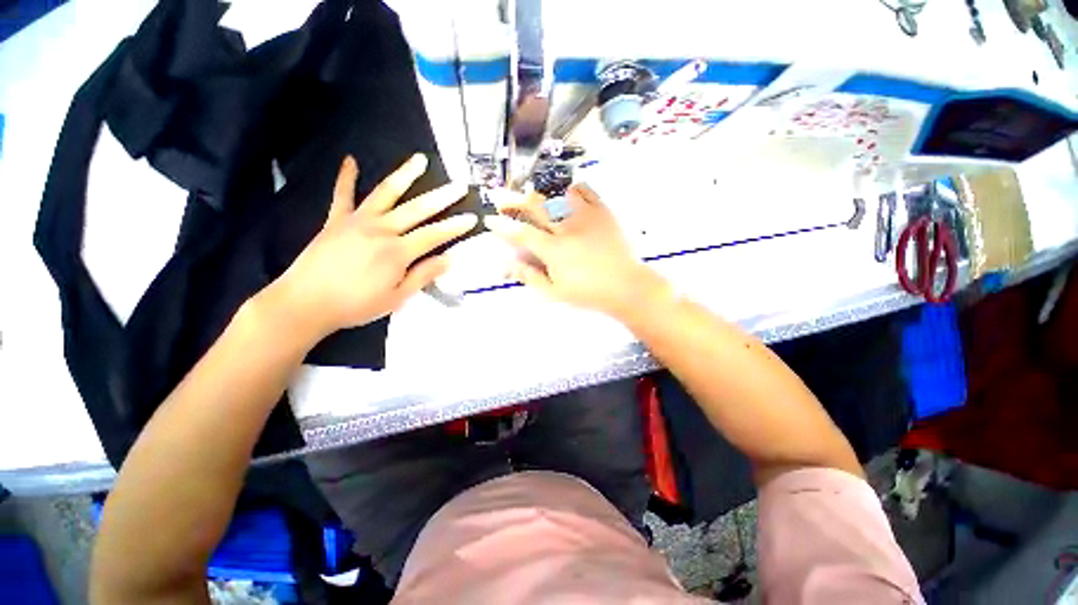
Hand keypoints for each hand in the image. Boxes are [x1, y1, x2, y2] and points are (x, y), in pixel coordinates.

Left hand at [264, 154, 475, 339]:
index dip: (455, 227)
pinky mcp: (336, 220)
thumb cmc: (356, 305)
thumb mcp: (397, 298)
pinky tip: (350, 160)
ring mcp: (357, 221)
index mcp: (397, 252)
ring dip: (405, 175)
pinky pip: (342, 194)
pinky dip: (346, 177)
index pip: (434, 235)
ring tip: (419, 159)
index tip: (472, 217)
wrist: (305, 303)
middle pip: (417, 209)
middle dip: (442, 197)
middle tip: (459, 185)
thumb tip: (449, 259)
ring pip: (386, 192)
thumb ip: (423, 275)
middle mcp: (381, 230)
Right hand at [483, 184, 666, 318]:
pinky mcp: (603, 211)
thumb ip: (529, 276)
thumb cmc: (588, 293)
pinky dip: (569, 188)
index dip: (502, 226)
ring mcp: (586, 216)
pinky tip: (563, 193)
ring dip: (539, 191)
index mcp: (554, 250)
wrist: (626, 286)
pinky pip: (584, 190)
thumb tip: (507, 264)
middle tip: (501, 197)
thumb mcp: (555, 292)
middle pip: (535, 206)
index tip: (490, 220)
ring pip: (557, 193)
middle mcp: (567, 228)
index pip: (521, 233)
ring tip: (530, 192)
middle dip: (513, 200)